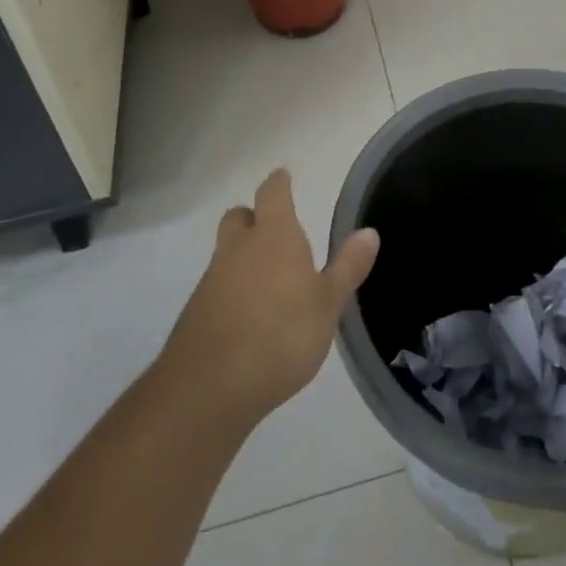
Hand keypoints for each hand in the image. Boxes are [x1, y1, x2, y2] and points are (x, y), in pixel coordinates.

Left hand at [157, 169, 379, 427]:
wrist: (209, 388)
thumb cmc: (281, 335)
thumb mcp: (328, 303)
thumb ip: (348, 267)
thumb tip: (369, 232)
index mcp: (274, 235)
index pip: (273, 192)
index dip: (279, 183)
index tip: (284, 177)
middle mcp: (238, 248)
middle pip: (240, 217)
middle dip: (253, 218)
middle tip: (272, 230)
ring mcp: (212, 280)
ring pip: (226, 253)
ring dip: (242, 258)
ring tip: (267, 282)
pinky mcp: (196, 313)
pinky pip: (216, 287)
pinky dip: (230, 291)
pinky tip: (247, 318)